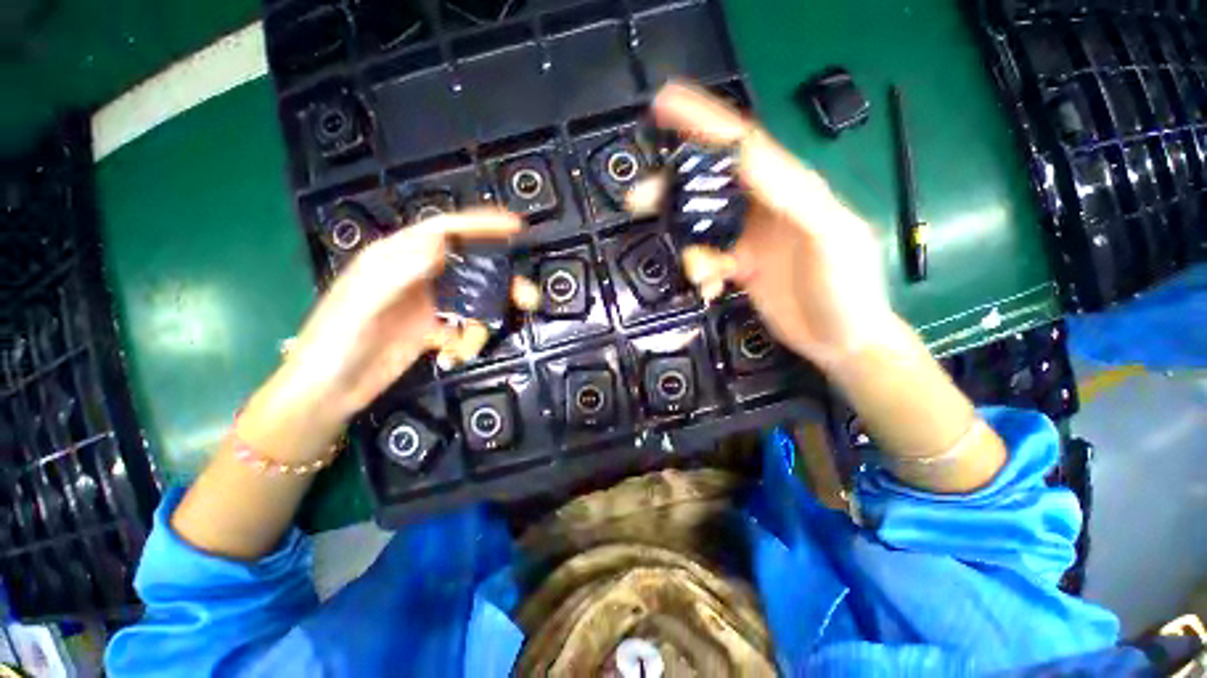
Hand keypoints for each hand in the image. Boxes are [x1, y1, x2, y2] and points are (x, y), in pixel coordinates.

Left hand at [278, 208, 537, 421]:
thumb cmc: (335, 344)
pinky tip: (449, 357)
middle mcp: (416, 277)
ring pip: (472, 303)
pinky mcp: (431, 329)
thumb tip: (439, 245)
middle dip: (500, 284)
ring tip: (466, 349)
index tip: (515, 227)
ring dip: (479, 325)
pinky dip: (465, 343)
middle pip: (470, 269)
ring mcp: (426, 304)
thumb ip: (397, 273)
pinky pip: (463, 328)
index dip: (480, 226)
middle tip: (528, 299)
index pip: (444, 232)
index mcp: (395, 259)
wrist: (327, 393)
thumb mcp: (360, 305)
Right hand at [636, 83, 896, 369]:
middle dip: (674, 192)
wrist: (842, 340)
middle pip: (710, 187)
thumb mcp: (830, 236)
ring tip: (701, 276)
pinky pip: (709, 260)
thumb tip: (746, 159)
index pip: (742, 146)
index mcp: (791, 190)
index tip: (664, 104)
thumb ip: (792, 195)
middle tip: (639, 200)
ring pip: (703, 229)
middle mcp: (766, 208)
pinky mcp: (742, 266)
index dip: (703, 122)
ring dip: (692, 250)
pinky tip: (711, 290)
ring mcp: (750, 239)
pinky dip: (702, 274)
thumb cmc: (847, 289)